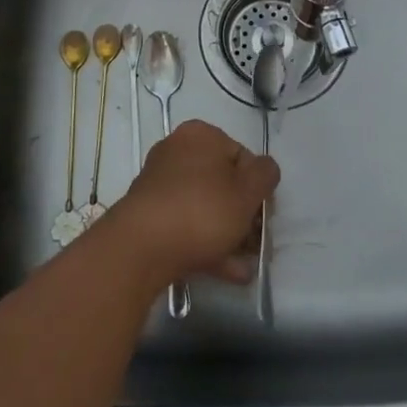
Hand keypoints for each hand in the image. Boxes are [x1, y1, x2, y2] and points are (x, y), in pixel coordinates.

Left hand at [102, 119, 278, 286]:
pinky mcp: (149, 214)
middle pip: (223, 183)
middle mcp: (177, 151)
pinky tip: (227, 271)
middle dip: (244, 216)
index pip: (243, 156)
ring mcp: (160, 184)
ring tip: (245, 266)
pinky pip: (186, 224)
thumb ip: (265, 175)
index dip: (259, 188)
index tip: (266, 216)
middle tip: (258, 244)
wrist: (141, 248)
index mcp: (201, 136)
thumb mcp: (247, 192)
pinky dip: (207, 244)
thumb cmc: (202, 211)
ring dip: (229, 235)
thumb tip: (265, 169)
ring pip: (205, 207)